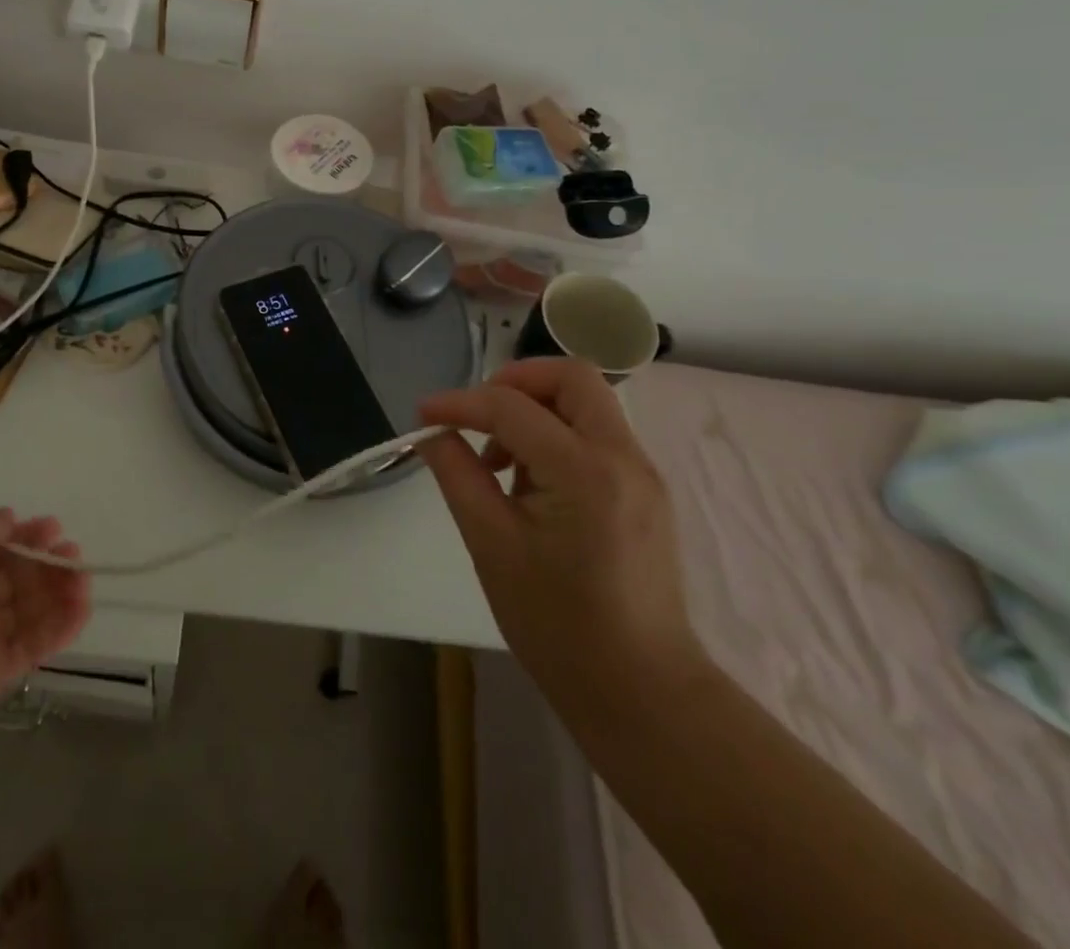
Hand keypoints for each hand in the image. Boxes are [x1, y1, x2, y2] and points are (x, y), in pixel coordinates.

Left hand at [0, 511, 90, 731]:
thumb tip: (8, 518)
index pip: (0, 546)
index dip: (27, 535)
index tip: (53, 527)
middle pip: (22, 575)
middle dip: (51, 561)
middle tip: (72, 553)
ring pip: (35, 607)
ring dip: (64, 589)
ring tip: (83, 579)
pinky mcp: (2, 669)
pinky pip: (38, 642)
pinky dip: (63, 625)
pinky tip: (81, 606)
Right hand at [419, 359, 708, 711]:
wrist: (642, 693)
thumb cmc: (558, 626)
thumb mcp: (492, 546)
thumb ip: (459, 476)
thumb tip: (433, 433)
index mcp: (585, 471)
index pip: (512, 407)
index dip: (460, 403)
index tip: (424, 415)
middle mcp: (624, 457)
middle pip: (571, 376)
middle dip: (516, 381)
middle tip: (478, 417)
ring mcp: (642, 473)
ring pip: (587, 402)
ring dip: (537, 409)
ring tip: (500, 463)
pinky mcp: (645, 491)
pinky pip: (598, 434)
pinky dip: (558, 434)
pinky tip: (531, 483)